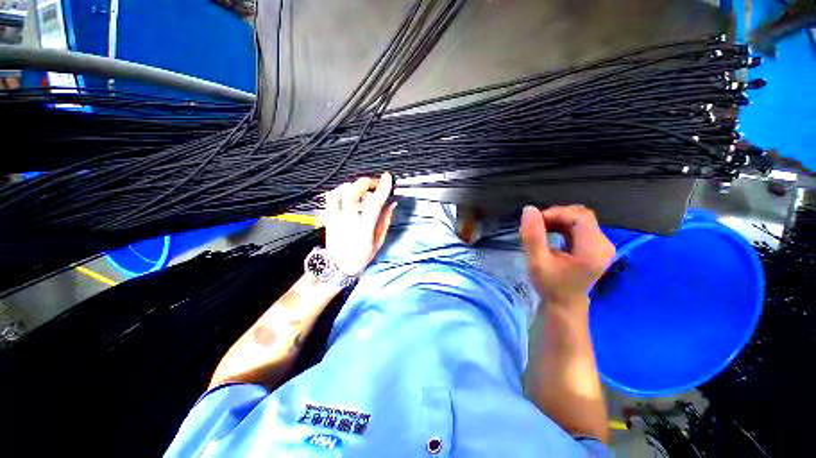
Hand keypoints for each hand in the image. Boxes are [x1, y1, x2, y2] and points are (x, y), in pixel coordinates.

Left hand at [322, 173, 396, 275]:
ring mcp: (335, 219)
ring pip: (339, 193)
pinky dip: (340, 191)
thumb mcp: (378, 242)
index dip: (381, 189)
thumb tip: (392, 204)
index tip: (387, 178)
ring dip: (351, 185)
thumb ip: (385, 221)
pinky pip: (330, 198)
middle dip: (365, 182)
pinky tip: (347, 193)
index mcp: (364, 229)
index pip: (374, 204)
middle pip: (352, 193)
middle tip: (373, 183)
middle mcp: (348, 221)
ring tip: (360, 188)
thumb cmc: (361, 257)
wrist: (338, 267)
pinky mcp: (328, 218)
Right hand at [520, 205, 614, 307]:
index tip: (536, 221)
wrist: (565, 303)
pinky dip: (563, 225)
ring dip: (558, 220)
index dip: (557, 213)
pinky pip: (580, 226)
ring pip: (580, 219)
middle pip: (582, 216)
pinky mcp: (597, 245)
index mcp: (593, 251)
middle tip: (536, 226)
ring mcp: (602, 244)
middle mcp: (604, 244)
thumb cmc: (550, 285)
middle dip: (556, 216)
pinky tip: (550, 233)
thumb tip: (529, 209)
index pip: (580, 217)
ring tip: (541, 230)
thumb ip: (532, 236)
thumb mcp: (536, 262)